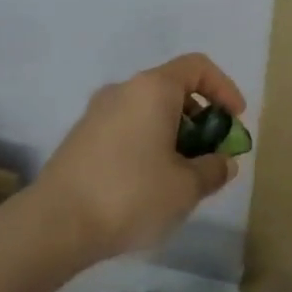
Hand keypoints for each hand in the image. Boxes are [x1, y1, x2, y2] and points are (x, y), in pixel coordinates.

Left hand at [36, 54, 245, 260]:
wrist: (55, 224)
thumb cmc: (131, 195)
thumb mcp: (187, 187)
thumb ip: (214, 169)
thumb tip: (223, 162)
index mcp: (153, 89)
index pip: (198, 67)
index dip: (224, 88)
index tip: (235, 120)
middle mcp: (124, 90)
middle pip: (173, 89)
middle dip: (201, 118)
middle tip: (212, 154)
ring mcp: (97, 112)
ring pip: (149, 111)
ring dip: (174, 134)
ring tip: (183, 175)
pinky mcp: (81, 137)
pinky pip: (127, 128)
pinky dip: (149, 143)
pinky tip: (150, 183)